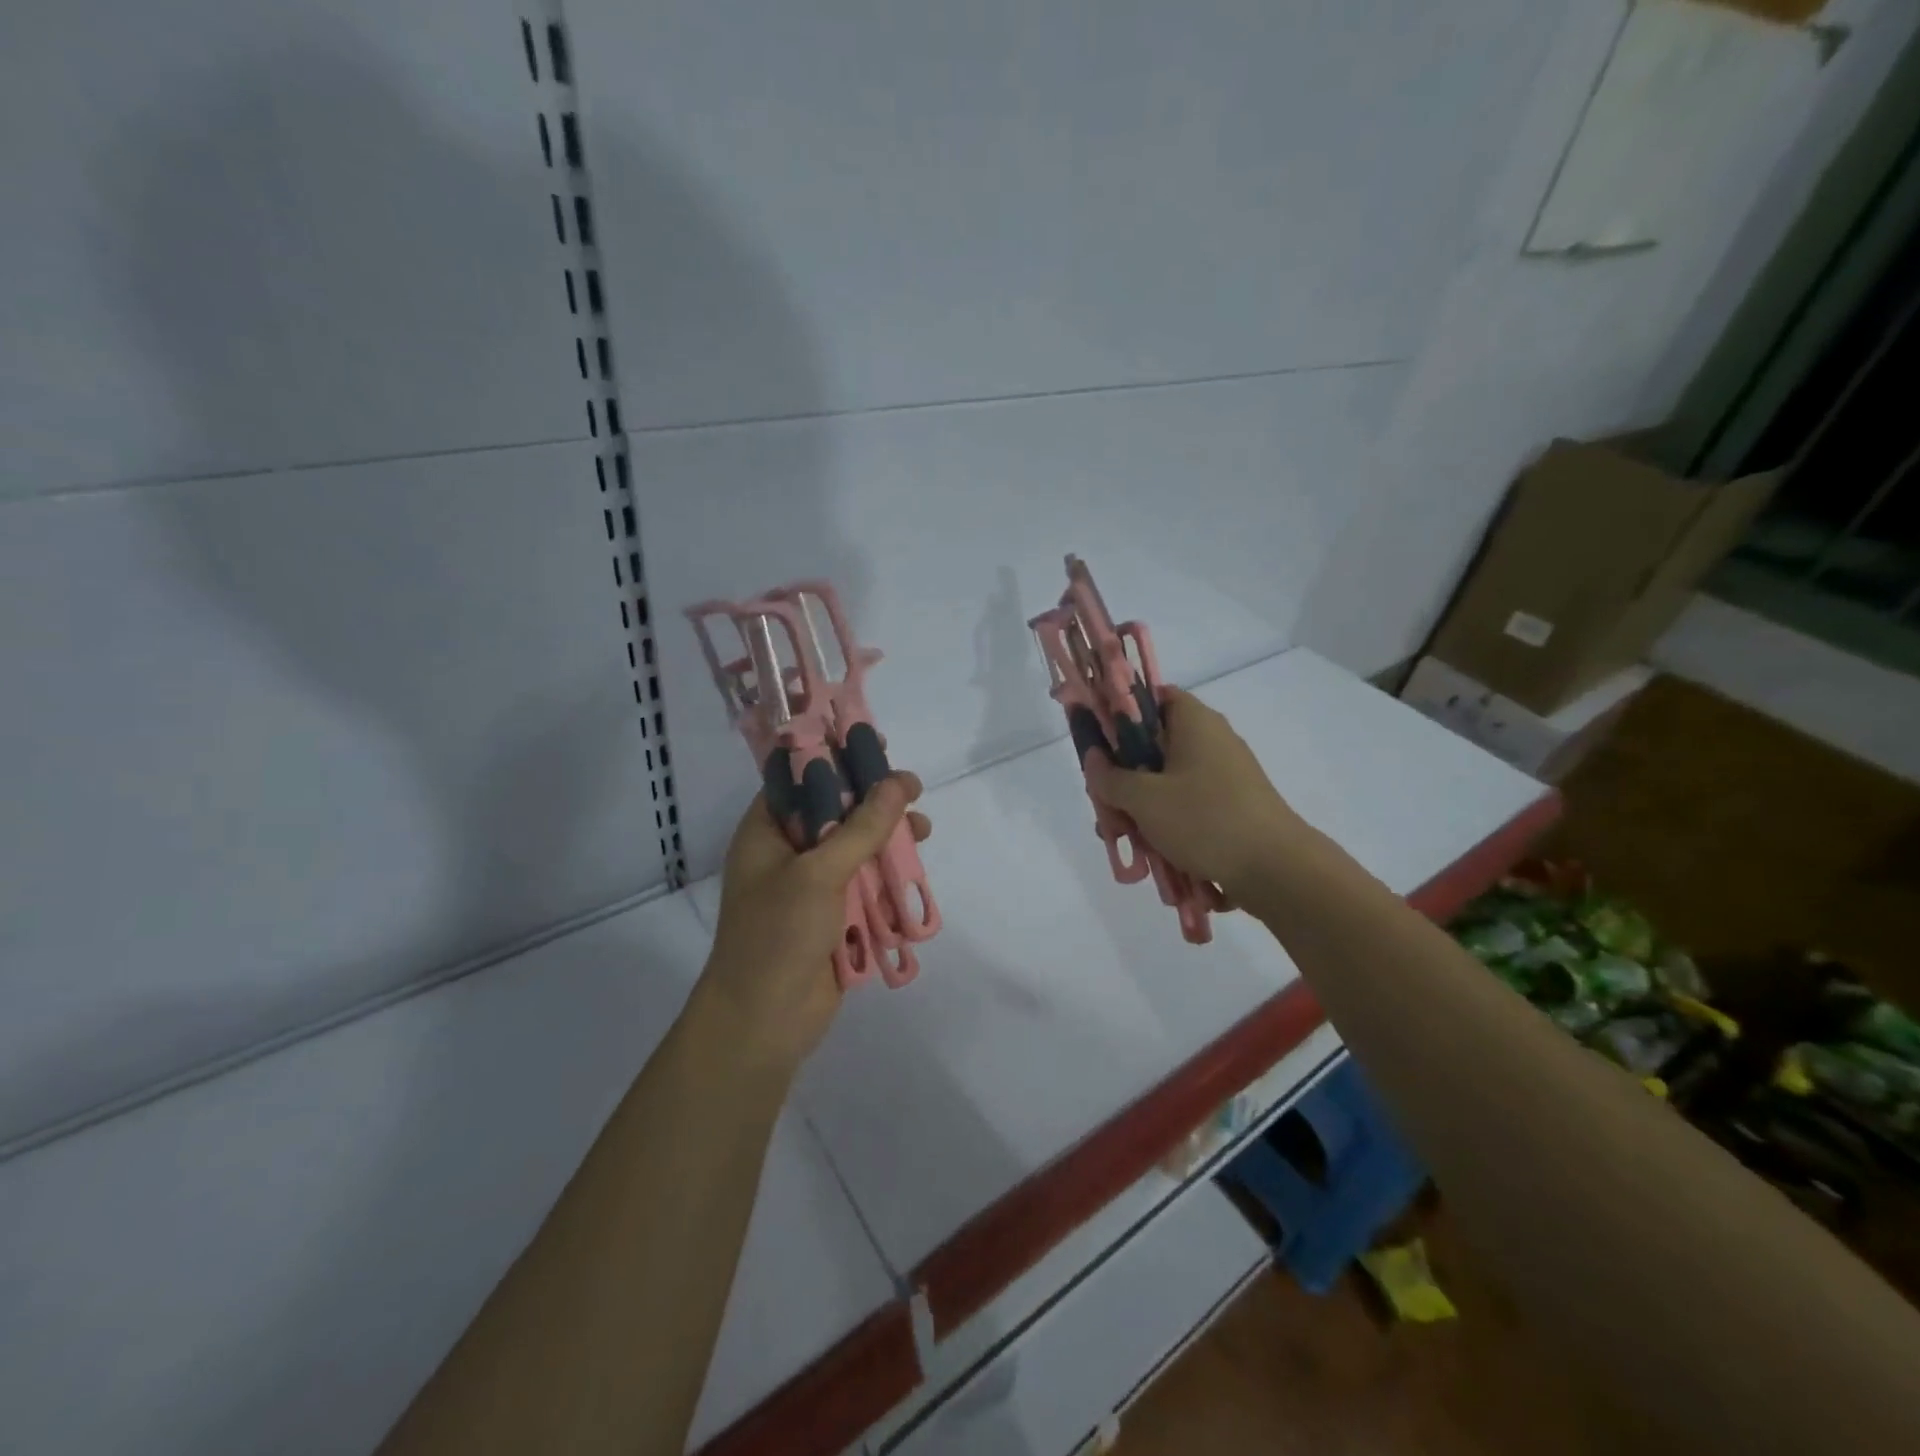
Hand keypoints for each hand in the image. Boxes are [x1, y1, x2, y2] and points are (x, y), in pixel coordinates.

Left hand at [699, 772, 930, 1074]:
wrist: (763, 1022)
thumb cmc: (777, 935)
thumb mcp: (819, 872)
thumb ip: (861, 828)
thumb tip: (899, 783)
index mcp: (767, 832)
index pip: (799, 778)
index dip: (834, 757)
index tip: (873, 745)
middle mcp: (787, 853)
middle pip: (834, 811)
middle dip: (873, 800)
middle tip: (912, 789)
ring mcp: (810, 886)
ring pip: (854, 848)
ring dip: (887, 839)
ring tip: (923, 830)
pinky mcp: (832, 916)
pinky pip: (863, 884)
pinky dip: (887, 876)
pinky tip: (914, 870)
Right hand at [1084, 688, 1307, 904]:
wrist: (1276, 870)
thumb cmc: (1205, 820)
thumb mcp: (1144, 799)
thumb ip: (1110, 777)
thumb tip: (1093, 759)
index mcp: (1194, 721)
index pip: (1152, 697)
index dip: (1121, 713)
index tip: (1099, 743)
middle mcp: (1212, 739)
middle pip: (1154, 744)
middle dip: (1123, 776)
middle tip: (1105, 806)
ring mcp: (1225, 774)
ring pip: (1167, 780)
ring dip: (1141, 805)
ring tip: (1125, 838)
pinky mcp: (1233, 805)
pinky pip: (1188, 804)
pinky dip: (1167, 821)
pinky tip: (1153, 851)